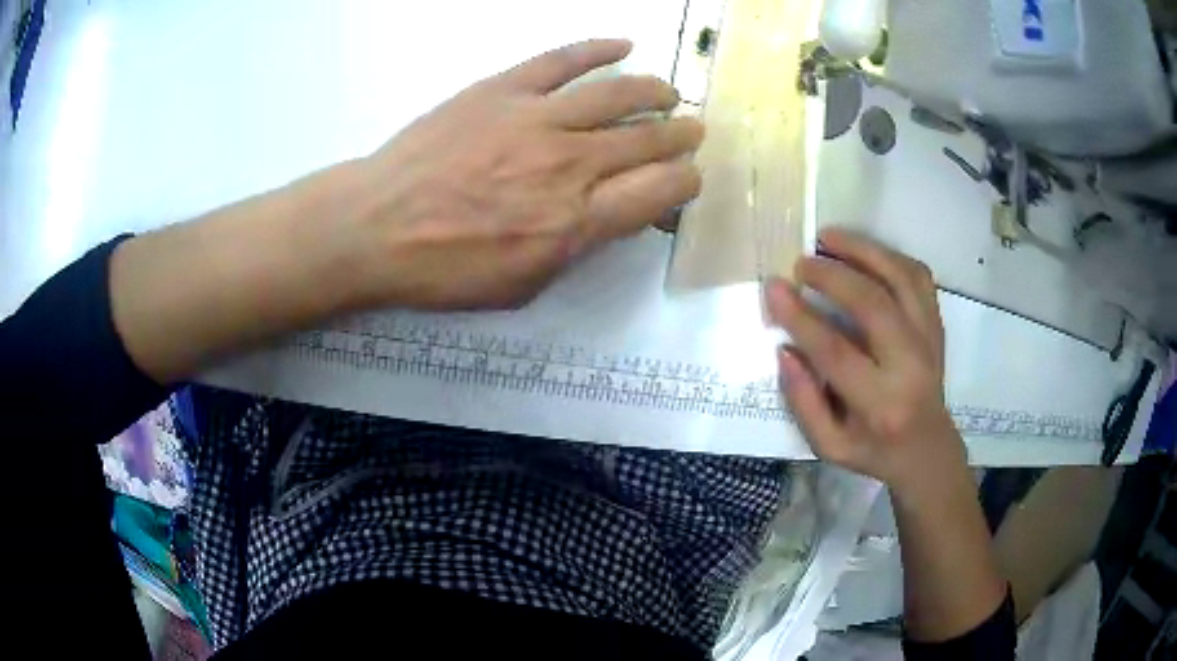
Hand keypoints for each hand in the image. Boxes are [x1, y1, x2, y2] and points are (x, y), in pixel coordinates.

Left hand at [344, 39, 703, 309]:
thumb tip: (606, 217)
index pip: (658, 192)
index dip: (684, 183)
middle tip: (690, 132)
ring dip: (654, 92)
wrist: (375, 228)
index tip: (688, 177)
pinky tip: (623, 45)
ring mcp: (536, 120)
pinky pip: (562, 60)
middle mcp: (569, 165)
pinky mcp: (503, 90)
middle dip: (679, 136)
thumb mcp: (521, 286)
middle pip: (647, 140)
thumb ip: (573, 250)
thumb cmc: (443, 270)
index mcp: (576, 222)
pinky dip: (598, 49)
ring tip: (669, 93)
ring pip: (617, 94)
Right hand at [766, 229, 962, 488]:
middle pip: (873, 304)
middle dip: (833, 274)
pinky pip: (919, 276)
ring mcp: (930, 340)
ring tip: (830, 237)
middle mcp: (910, 366)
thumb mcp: (829, 445)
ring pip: (901, 278)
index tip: (774, 286)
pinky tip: (865, 251)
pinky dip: (890, 256)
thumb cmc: (874, 451)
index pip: (836, 351)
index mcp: (880, 404)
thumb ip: (804, 400)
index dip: (801, 316)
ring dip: (864, 250)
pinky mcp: (937, 325)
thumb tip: (785, 348)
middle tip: (802, 261)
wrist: (927, 449)